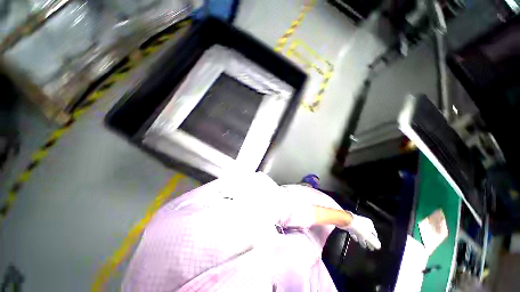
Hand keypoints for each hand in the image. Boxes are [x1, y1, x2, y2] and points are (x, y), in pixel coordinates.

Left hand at [339, 211, 380, 250]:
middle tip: (369, 248)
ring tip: (363, 245)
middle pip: (367, 233)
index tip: (375, 247)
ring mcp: (356, 223)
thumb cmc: (358, 227)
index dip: (375, 241)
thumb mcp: (367, 236)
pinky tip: (355, 239)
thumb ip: (373, 242)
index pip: (374, 234)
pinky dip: (355, 236)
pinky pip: (354, 232)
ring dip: (362, 239)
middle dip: (368, 241)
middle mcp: (363, 223)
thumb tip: (379, 247)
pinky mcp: (350, 225)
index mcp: (369, 224)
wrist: (345, 220)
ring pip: (360, 233)